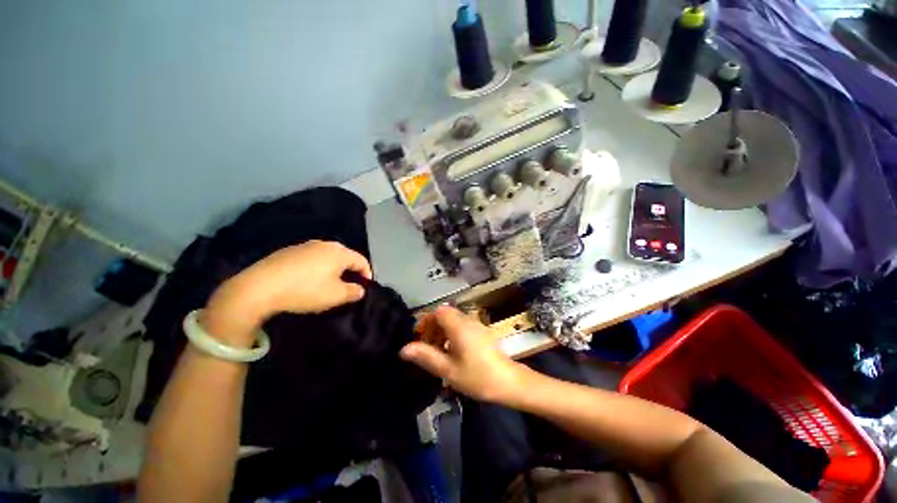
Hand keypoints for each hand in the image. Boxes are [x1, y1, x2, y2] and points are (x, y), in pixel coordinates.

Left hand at [202, 241, 371, 344]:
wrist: (259, 287)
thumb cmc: (305, 290)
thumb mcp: (335, 296)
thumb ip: (353, 292)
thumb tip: (360, 289)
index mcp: (339, 252)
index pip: (361, 260)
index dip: (366, 273)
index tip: (366, 286)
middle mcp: (324, 244)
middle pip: (344, 256)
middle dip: (350, 270)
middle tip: (349, 284)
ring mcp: (304, 245)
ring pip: (327, 256)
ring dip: (333, 268)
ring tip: (329, 282)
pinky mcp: (288, 251)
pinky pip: (311, 257)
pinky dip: (316, 267)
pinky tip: (308, 279)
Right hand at [400, 306, 525, 403]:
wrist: (509, 382)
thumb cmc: (478, 376)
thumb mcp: (448, 370)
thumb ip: (426, 357)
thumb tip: (404, 349)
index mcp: (459, 326)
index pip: (438, 311)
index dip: (426, 321)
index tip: (420, 338)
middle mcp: (468, 320)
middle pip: (445, 315)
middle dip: (433, 328)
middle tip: (426, 348)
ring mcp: (476, 325)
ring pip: (453, 321)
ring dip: (442, 332)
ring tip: (437, 353)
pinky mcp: (482, 332)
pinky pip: (462, 327)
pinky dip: (452, 335)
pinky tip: (452, 354)